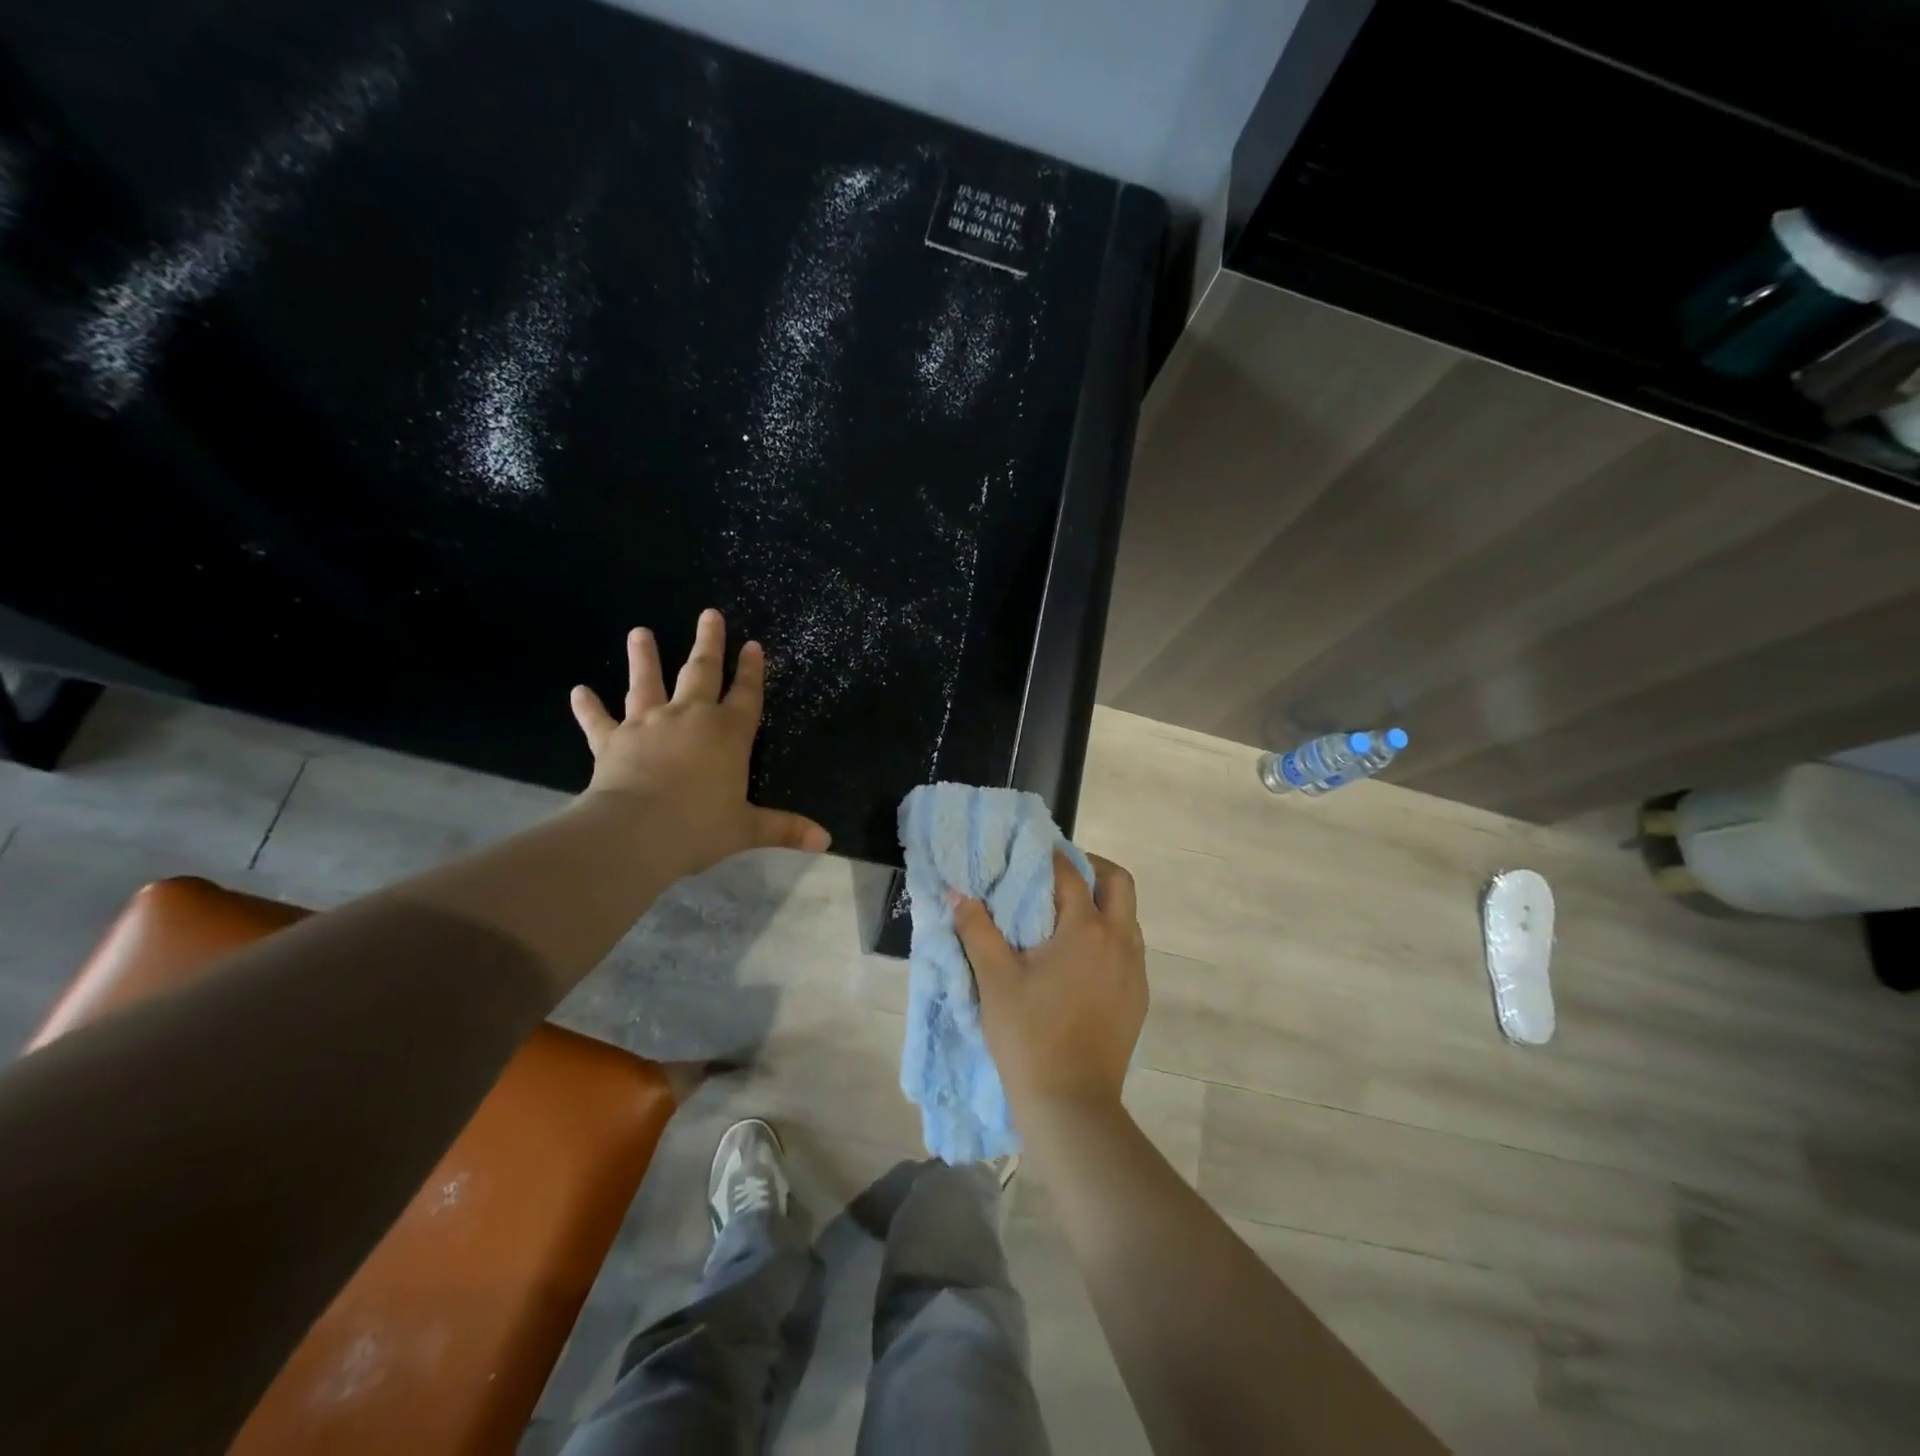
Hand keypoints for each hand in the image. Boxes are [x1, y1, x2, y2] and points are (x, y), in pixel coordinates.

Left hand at [569, 609, 830, 876]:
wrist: (638, 832)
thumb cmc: (700, 827)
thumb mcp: (747, 829)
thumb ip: (785, 828)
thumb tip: (826, 841)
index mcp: (728, 734)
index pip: (746, 695)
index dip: (752, 670)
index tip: (753, 645)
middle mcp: (690, 718)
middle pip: (701, 672)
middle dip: (708, 643)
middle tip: (709, 615)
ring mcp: (648, 724)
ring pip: (647, 683)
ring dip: (643, 657)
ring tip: (639, 632)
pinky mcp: (612, 740)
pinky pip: (598, 720)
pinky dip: (588, 707)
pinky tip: (578, 691)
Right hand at [953, 850, 1147, 1117]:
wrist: (1071, 1103)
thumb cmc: (1028, 1035)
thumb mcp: (994, 979)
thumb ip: (976, 929)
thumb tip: (957, 893)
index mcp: (1086, 930)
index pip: (1070, 875)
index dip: (1049, 857)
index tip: (1028, 851)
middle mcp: (1120, 941)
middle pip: (1118, 882)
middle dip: (1091, 868)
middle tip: (1057, 874)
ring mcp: (1135, 970)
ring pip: (1128, 915)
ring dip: (1102, 903)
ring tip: (1064, 914)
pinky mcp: (1138, 996)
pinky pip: (1129, 947)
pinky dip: (1108, 935)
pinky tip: (1078, 957)